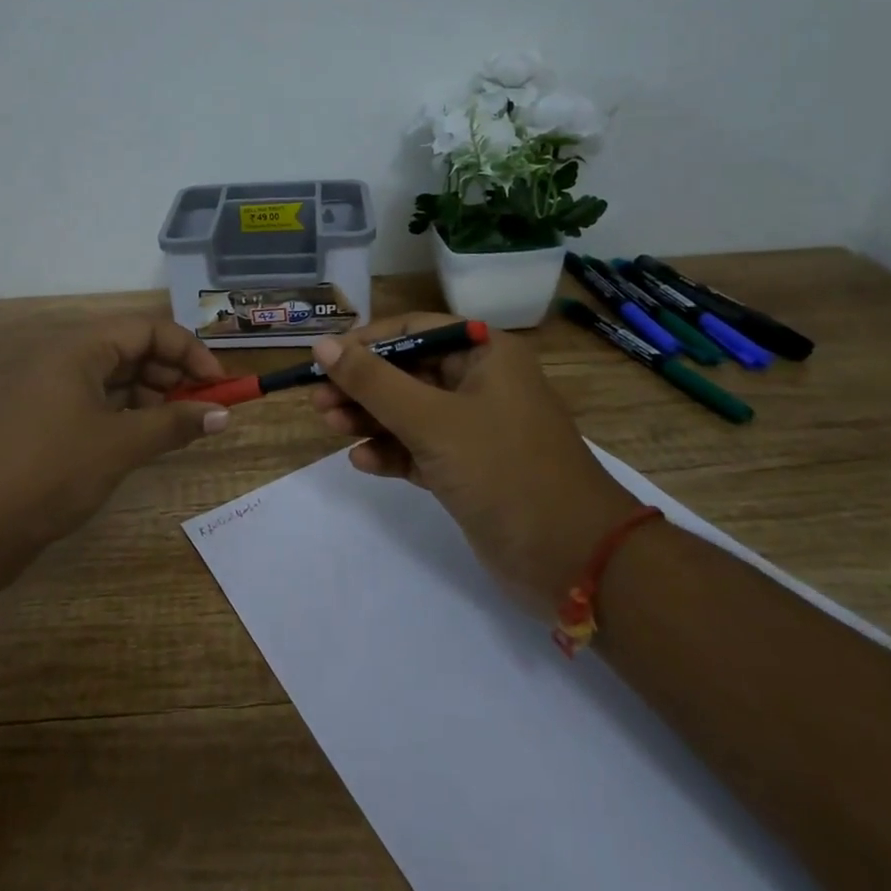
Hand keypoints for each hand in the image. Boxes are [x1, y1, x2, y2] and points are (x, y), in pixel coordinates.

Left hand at [0, 317, 230, 573]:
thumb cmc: (52, 472)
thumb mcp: (121, 445)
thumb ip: (175, 424)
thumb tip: (224, 414)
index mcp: (77, 349)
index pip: (147, 328)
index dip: (188, 351)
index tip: (219, 384)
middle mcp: (63, 360)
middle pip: (131, 349)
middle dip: (173, 374)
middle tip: (203, 408)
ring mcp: (51, 391)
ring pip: (116, 378)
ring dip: (153, 396)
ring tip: (178, 427)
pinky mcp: (46, 421)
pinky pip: (98, 403)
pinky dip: (128, 415)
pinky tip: (147, 438)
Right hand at [310, 314, 639, 623]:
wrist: (573, 559)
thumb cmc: (503, 469)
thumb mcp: (431, 420)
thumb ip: (373, 382)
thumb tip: (322, 343)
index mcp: (485, 354)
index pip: (414, 330)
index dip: (366, 342)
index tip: (325, 359)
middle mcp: (481, 383)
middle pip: (407, 372)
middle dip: (363, 386)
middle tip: (318, 401)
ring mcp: (475, 428)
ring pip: (409, 411)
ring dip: (370, 418)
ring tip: (330, 427)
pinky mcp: (469, 468)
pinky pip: (419, 448)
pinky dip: (391, 452)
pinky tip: (363, 461)